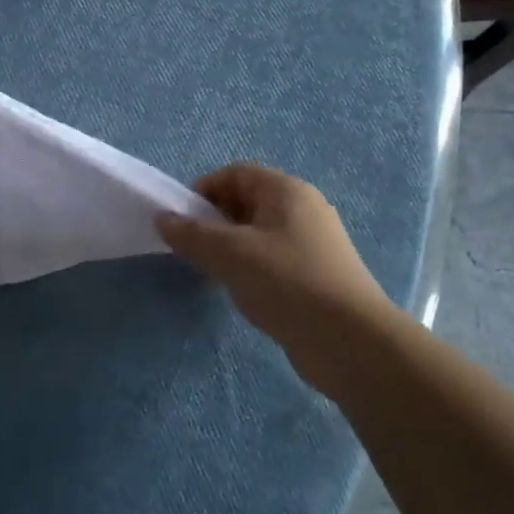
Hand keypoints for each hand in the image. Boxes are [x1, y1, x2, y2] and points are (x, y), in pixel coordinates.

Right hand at [158, 164, 397, 395]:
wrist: (350, 340)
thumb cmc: (286, 282)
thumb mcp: (230, 254)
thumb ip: (191, 234)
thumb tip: (163, 218)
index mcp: (286, 191)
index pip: (236, 173)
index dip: (204, 190)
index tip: (182, 221)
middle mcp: (304, 209)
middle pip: (248, 201)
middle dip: (215, 220)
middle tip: (195, 249)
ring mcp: (314, 243)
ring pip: (259, 233)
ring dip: (232, 247)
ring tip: (216, 273)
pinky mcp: (317, 274)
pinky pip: (274, 258)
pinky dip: (252, 267)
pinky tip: (244, 292)